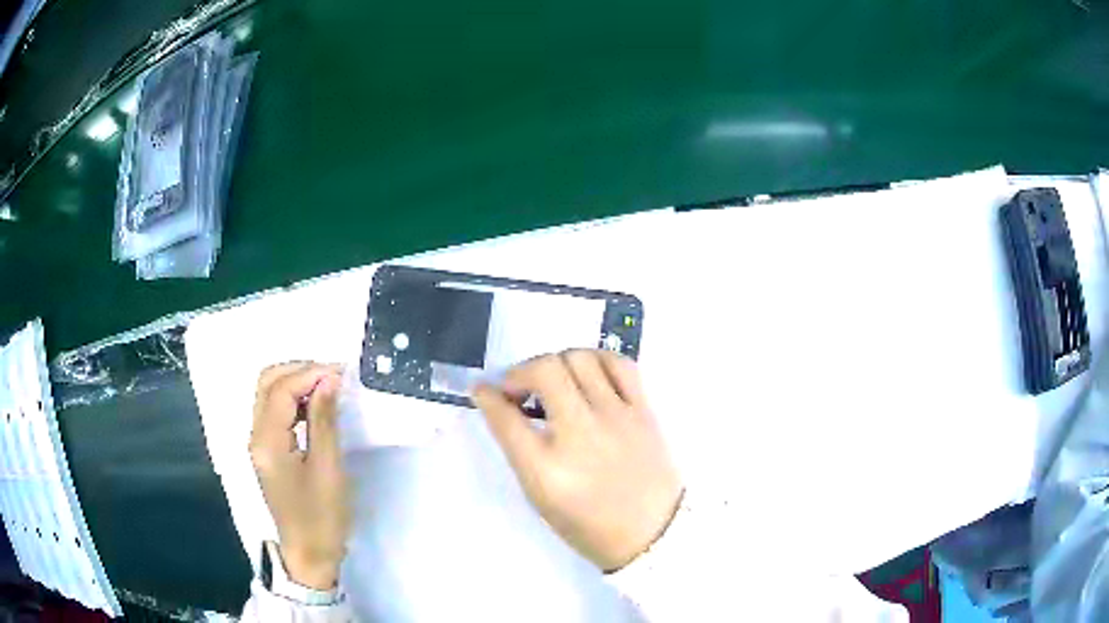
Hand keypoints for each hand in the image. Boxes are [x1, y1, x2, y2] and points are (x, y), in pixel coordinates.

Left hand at [249, 362, 349, 589]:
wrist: (309, 553)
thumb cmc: (321, 516)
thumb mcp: (328, 468)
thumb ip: (324, 420)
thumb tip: (328, 380)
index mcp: (267, 441)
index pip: (280, 390)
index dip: (309, 374)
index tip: (341, 372)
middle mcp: (255, 435)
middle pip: (267, 383)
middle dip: (298, 370)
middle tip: (333, 375)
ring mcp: (258, 443)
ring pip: (268, 394)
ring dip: (295, 382)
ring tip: (328, 386)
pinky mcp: (267, 450)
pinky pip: (274, 411)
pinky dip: (293, 399)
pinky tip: (316, 406)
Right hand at [473, 350, 682, 571]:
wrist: (652, 533)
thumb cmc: (589, 525)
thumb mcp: (541, 498)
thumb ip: (520, 451)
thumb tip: (506, 408)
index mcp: (547, 469)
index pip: (505, 417)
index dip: (486, 396)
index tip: (482, 389)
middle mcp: (580, 435)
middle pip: (544, 371)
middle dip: (519, 371)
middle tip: (518, 388)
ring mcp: (616, 418)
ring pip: (580, 359)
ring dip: (556, 362)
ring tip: (554, 381)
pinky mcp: (643, 411)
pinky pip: (620, 364)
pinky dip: (596, 360)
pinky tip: (588, 374)